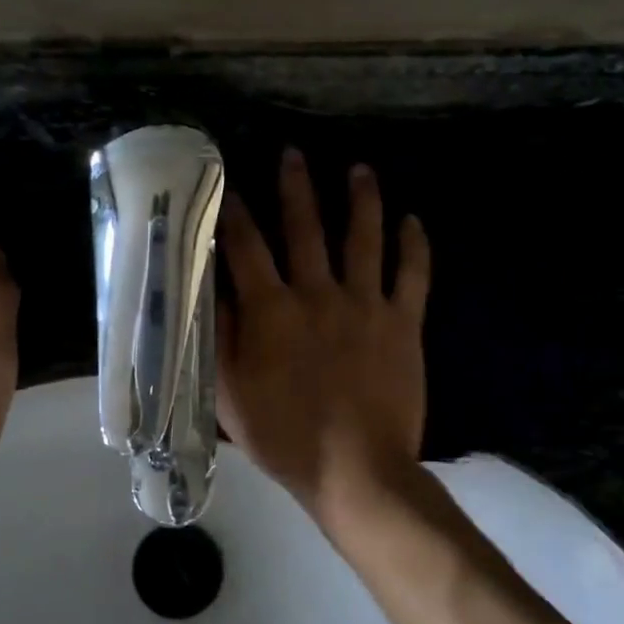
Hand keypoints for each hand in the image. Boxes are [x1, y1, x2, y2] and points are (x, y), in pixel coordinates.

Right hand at [217, 150, 429, 527]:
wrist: (356, 470)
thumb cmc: (284, 435)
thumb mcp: (228, 391)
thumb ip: (218, 334)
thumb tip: (209, 286)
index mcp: (272, 309)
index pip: (246, 247)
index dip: (233, 212)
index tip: (227, 185)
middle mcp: (318, 293)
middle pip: (306, 228)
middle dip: (296, 188)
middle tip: (293, 153)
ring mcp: (365, 304)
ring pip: (363, 239)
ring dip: (361, 201)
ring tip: (360, 170)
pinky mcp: (402, 323)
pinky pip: (412, 275)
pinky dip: (414, 246)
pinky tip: (413, 221)